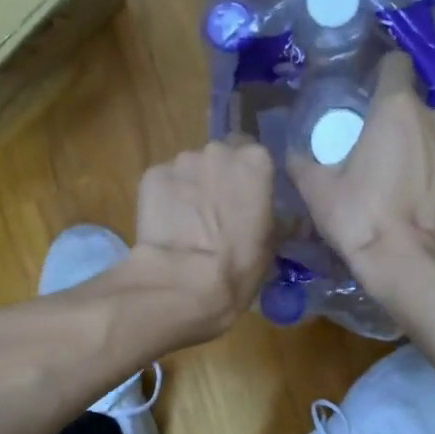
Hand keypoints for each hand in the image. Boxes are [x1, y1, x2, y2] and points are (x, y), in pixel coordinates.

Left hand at [124, 136, 275, 343]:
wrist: (184, 282)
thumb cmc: (238, 265)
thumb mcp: (272, 242)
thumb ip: (277, 216)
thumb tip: (284, 216)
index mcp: (256, 161)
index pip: (255, 155)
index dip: (249, 178)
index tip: (247, 199)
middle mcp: (218, 151)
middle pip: (220, 157)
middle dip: (218, 178)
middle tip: (218, 211)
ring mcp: (181, 161)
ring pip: (189, 169)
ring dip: (191, 187)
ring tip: (189, 222)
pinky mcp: (151, 176)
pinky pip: (163, 183)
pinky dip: (166, 198)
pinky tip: (167, 224)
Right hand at [288, 52, 434, 296]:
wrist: (410, 263)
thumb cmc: (361, 216)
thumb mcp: (318, 190)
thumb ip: (302, 163)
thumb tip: (291, 154)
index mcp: (397, 107)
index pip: (394, 63)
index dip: (378, 71)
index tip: (361, 89)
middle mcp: (433, 117)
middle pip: (410, 100)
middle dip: (390, 113)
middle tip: (365, 137)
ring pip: (427, 129)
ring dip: (409, 140)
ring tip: (385, 166)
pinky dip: (423, 164)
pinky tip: (404, 189)